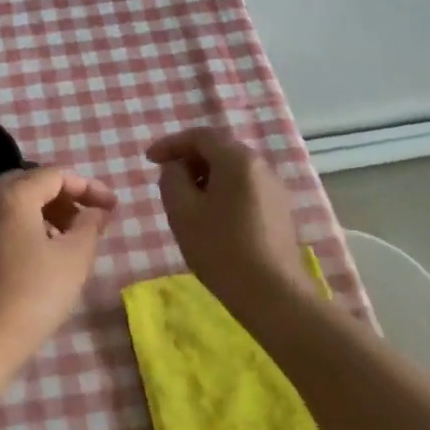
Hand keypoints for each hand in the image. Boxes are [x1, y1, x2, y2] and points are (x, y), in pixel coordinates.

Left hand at [0, 167, 115, 390]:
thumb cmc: (29, 299)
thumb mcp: (73, 262)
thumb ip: (89, 227)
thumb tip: (95, 212)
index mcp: (10, 197)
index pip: (54, 175)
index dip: (87, 187)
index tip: (110, 208)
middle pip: (25, 185)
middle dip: (59, 199)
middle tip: (83, 223)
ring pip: (3, 208)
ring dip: (35, 217)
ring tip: (57, 245)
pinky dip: (10, 234)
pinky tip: (23, 265)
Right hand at [146, 127, 306, 310]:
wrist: (273, 293)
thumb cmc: (221, 248)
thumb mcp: (182, 211)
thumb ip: (172, 179)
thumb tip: (177, 168)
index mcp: (237, 159)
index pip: (200, 136)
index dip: (170, 143)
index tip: (148, 160)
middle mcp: (261, 165)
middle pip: (219, 150)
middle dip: (189, 161)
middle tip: (167, 182)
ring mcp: (275, 188)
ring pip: (233, 171)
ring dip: (206, 178)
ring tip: (187, 203)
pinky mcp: (280, 211)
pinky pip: (246, 189)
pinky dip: (224, 193)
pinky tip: (213, 219)